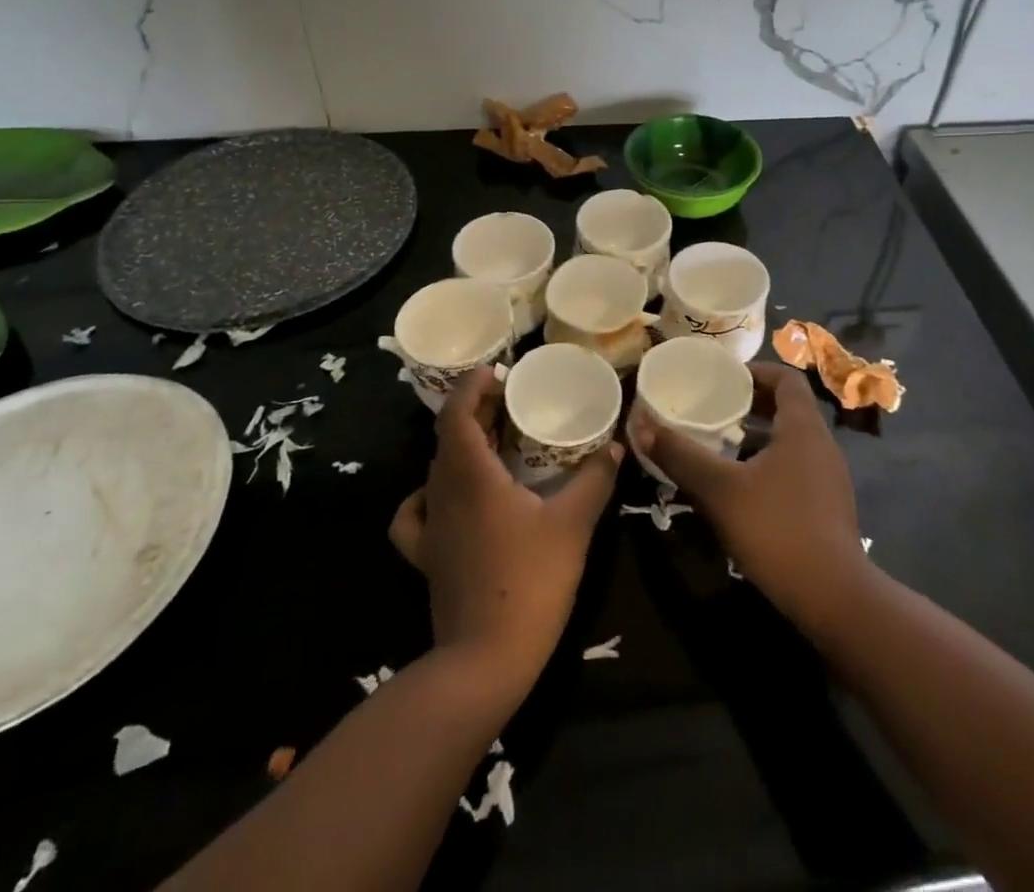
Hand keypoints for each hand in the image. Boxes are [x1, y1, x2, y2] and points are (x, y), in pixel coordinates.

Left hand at [389, 367, 621, 693]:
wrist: (485, 661)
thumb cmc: (531, 582)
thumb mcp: (574, 524)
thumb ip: (596, 479)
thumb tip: (617, 446)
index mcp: (471, 477)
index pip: (457, 414)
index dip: (471, 386)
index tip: (496, 373)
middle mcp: (443, 493)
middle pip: (448, 437)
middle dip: (474, 411)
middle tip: (507, 401)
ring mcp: (430, 528)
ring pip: (436, 470)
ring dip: (460, 446)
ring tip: (492, 442)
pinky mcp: (426, 557)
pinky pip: (416, 514)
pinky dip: (428, 495)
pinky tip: (448, 498)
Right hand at [631, 361, 873, 632]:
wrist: (833, 597)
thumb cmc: (777, 528)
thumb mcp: (720, 490)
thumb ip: (681, 455)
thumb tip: (641, 423)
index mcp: (803, 427)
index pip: (786, 378)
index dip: (756, 371)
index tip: (724, 378)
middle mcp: (822, 444)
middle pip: (788, 408)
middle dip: (750, 405)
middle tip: (714, 409)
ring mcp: (829, 477)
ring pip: (791, 440)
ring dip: (758, 436)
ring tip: (721, 445)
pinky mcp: (828, 506)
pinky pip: (796, 467)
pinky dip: (769, 464)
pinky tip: (741, 487)